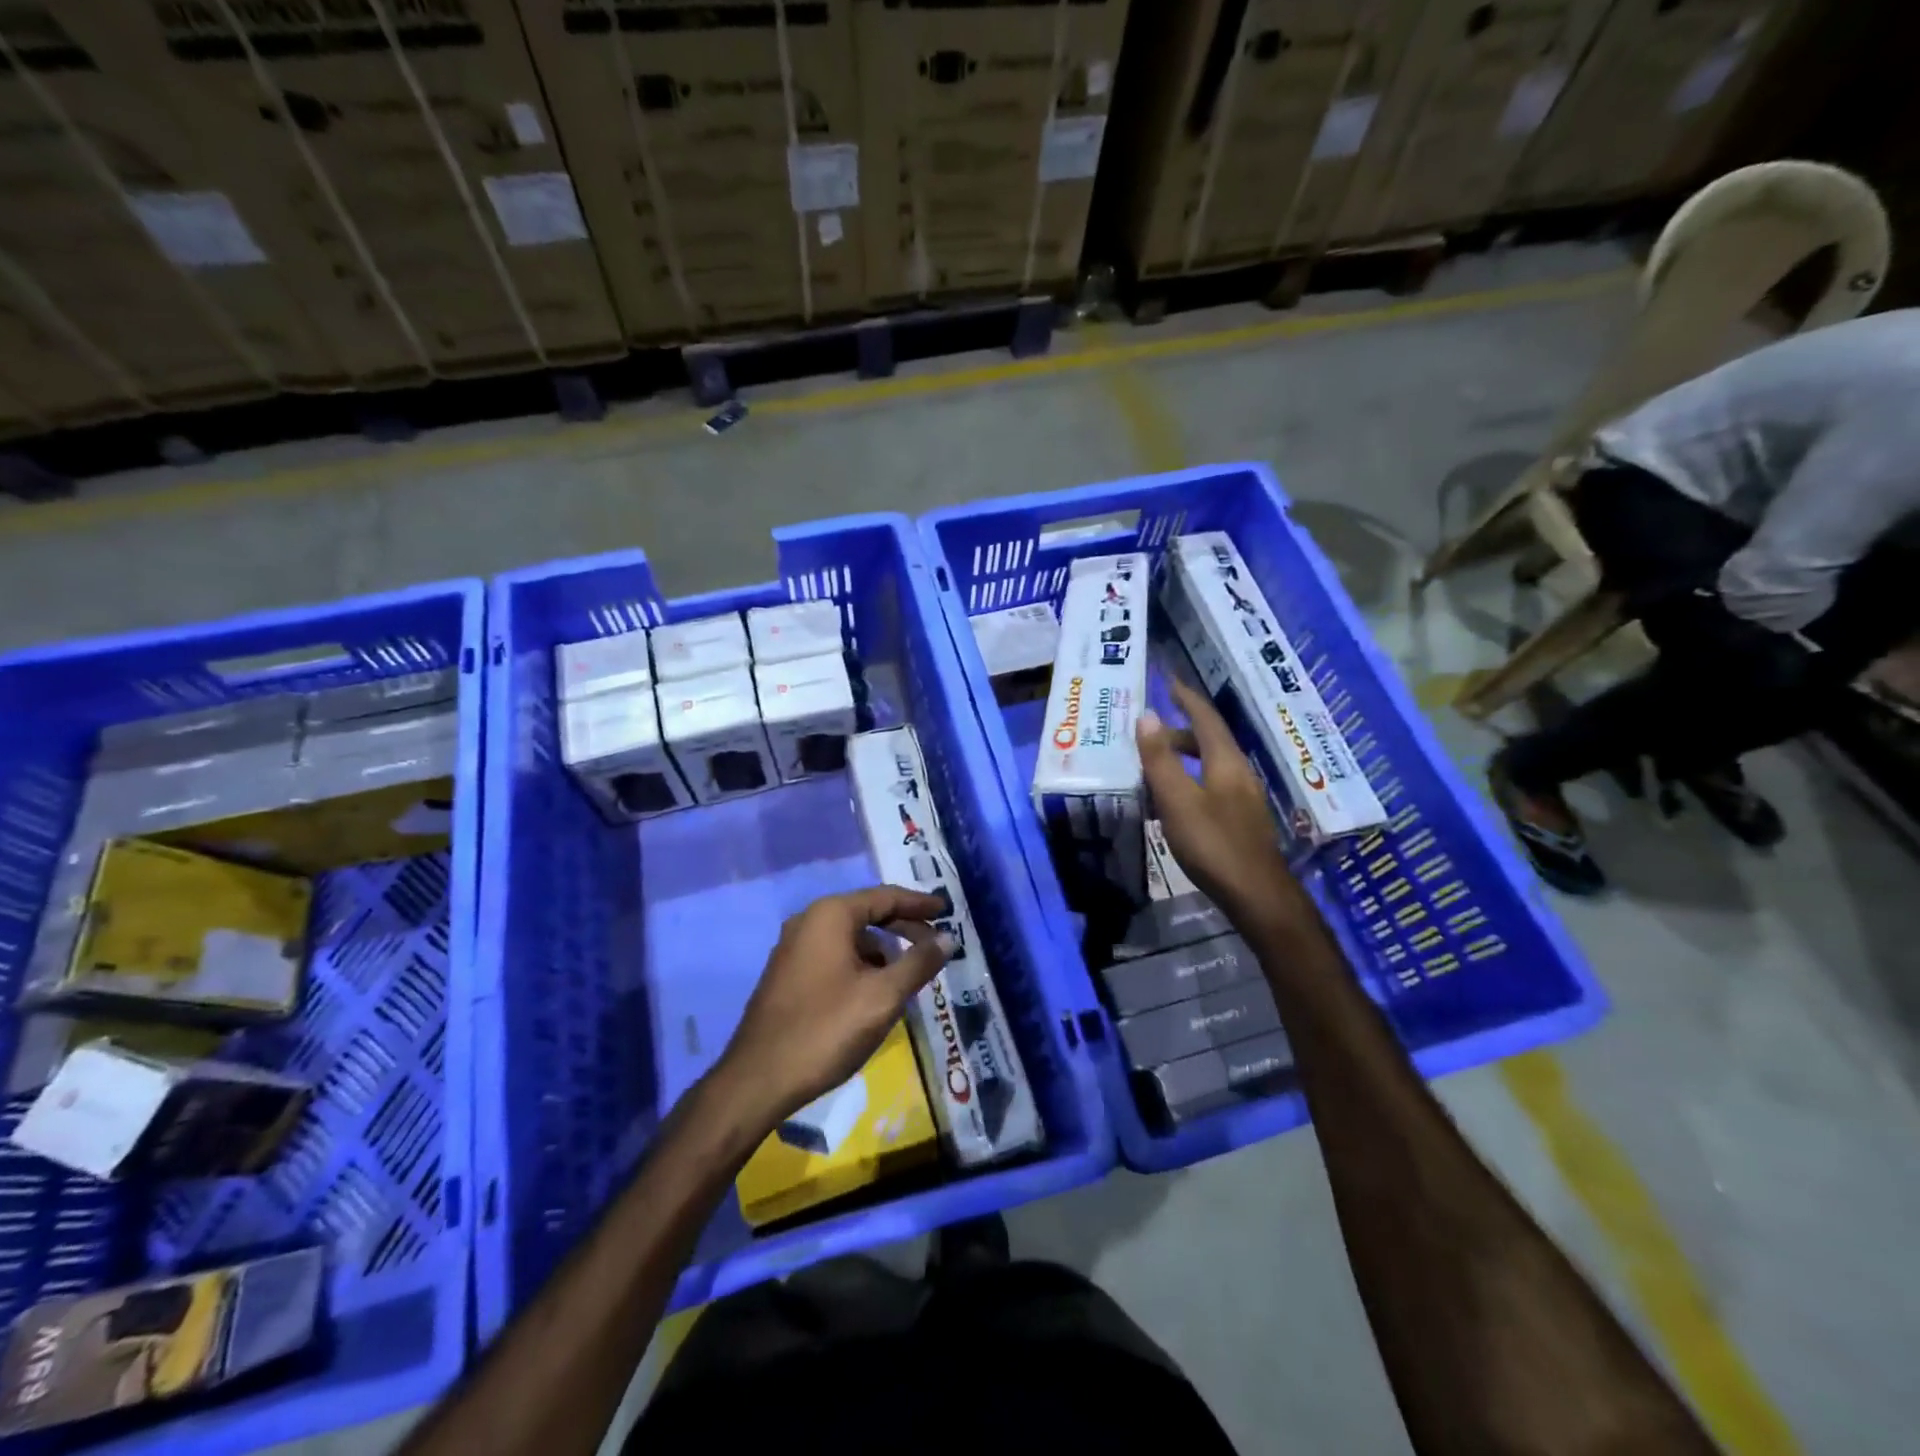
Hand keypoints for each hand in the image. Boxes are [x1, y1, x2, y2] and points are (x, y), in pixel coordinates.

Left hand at [717, 886, 951, 1127]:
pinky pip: (834, 955)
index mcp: (831, 915)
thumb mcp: (883, 996)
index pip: (885, 897)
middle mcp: (809, 921)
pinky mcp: (788, 974)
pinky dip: (861, 963)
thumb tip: (947, 938)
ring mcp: (794, 948)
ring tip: (910, 972)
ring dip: (883, 949)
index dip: (919, 903)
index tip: (946, 910)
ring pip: (851, 937)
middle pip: (867, 913)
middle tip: (936, 944)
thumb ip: (918, 963)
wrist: (758, 1079)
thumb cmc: (826, 1029)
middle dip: (904, 927)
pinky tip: (876, 990)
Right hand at [1137, 679, 1301, 927]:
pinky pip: (1212, 786)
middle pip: (1209, 741)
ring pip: (1210, 765)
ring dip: (1182, 760)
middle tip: (1146, 738)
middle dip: (1177, 733)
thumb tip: (1147, 716)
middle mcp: (1239, 773)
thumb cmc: (1213, 844)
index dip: (1187, 698)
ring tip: (1152, 771)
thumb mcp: (1177, 800)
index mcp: (1226, 762)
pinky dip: (1189, 782)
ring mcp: (1244, 798)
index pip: (1206, 718)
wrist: (1257, 896)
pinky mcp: (1241, 820)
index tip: (1169, 681)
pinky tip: (1172, 805)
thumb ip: (1160, 759)